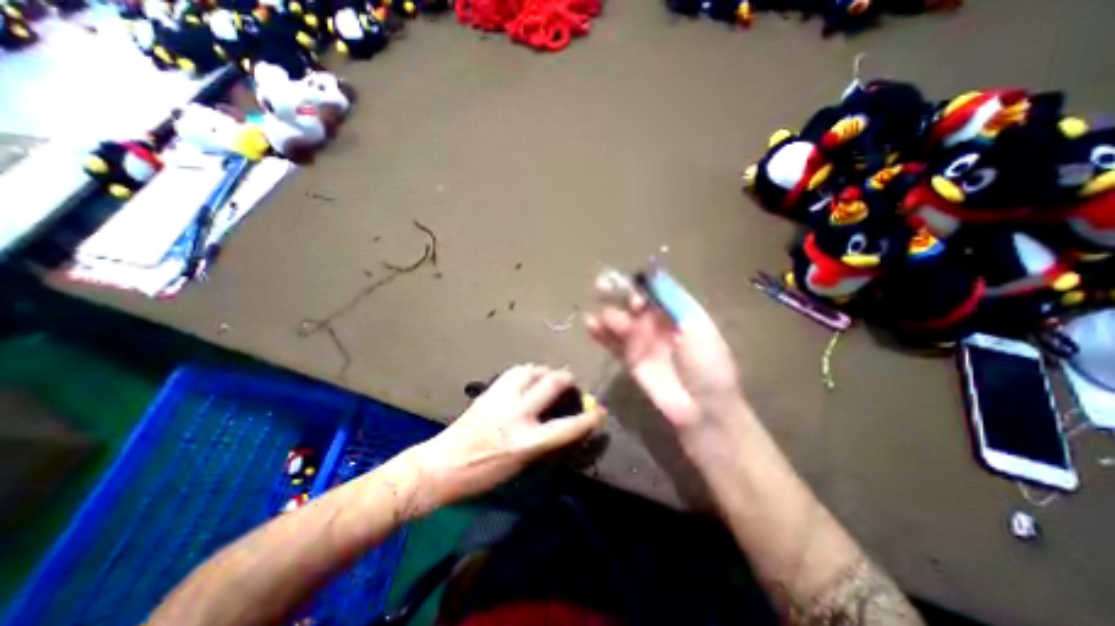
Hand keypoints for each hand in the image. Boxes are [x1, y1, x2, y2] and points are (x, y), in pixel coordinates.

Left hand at [411, 367, 606, 508]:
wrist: (442, 465)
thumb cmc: (483, 475)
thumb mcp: (520, 465)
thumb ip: (542, 441)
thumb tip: (560, 424)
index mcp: (526, 442)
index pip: (568, 427)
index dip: (589, 418)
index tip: (600, 411)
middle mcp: (517, 415)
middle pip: (552, 384)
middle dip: (567, 380)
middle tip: (572, 383)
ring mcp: (502, 399)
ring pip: (532, 371)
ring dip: (545, 371)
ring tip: (549, 377)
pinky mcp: (490, 391)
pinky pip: (514, 372)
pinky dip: (527, 371)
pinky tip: (528, 377)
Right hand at [585, 279, 746, 435]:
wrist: (703, 409)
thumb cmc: (707, 365)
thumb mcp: (696, 327)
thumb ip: (671, 301)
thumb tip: (652, 275)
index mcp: (675, 310)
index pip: (652, 288)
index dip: (639, 285)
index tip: (634, 294)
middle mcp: (655, 321)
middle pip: (630, 299)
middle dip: (617, 291)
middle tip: (602, 287)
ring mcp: (640, 340)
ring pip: (618, 318)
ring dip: (608, 313)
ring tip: (607, 319)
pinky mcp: (628, 358)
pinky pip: (611, 341)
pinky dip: (599, 332)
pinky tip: (590, 324)